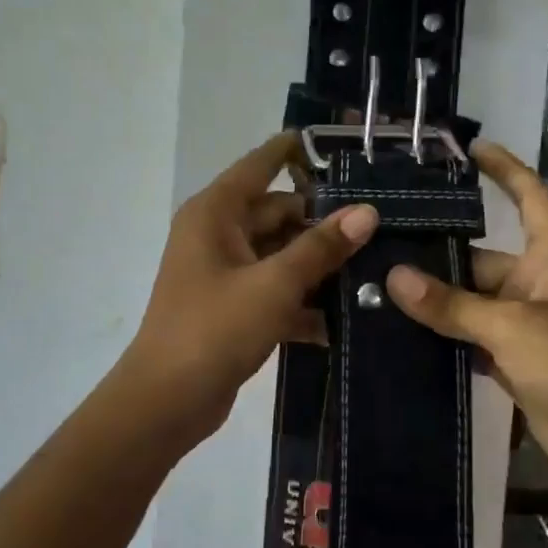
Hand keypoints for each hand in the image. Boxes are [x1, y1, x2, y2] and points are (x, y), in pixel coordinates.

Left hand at [122, 133, 378, 445]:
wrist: (167, 401)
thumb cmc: (214, 329)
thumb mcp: (274, 285)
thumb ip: (321, 247)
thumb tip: (367, 212)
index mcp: (216, 213)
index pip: (261, 164)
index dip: (297, 151)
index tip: (343, 146)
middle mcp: (218, 234)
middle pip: (279, 213)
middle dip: (324, 222)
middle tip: (381, 227)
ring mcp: (226, 272)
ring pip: (281, 254)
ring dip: (319, 265)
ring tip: (375, 269)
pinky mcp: (234, 307)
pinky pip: (276, 290)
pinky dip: (303, 301)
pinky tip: (344, 319)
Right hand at [384, 139, 547, 488]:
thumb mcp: (514, 329)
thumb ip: (452, 306)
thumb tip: (394, 278)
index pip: (530, 197)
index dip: (504, 169)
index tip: (470, 148)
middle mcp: (539, 282)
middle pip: (481, 257)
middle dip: (437, 253)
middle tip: (379, 243)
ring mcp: (526, 323)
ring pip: (471, 300)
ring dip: (434, 299)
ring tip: (376, 284)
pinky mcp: (514, 358)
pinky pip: (471, 335)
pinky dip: (443, 333)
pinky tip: (399, 331)